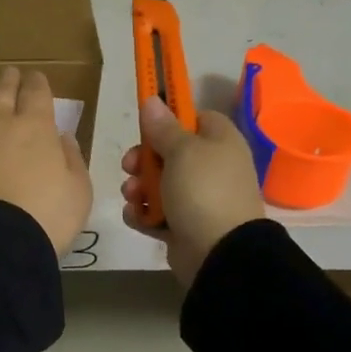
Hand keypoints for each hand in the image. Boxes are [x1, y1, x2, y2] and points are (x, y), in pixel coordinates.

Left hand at [0, 59, 92, 256]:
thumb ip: (71, 159)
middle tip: (9, 72)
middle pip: (2, 93)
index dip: (37, 83)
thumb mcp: (78, 190)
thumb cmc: (47, 218)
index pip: (37, 95)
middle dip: (8, 80)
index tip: (36, 78)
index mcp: (36, 128)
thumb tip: (62, 137)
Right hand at [121, 96, 264, 286]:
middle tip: (130, 165)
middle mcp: (211, 167)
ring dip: (138, 188)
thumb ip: (163, 127)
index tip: (146, 125)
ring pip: (158, 183)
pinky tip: (136, 216)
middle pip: (169, 152)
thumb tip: (153, 99)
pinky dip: (143, 213)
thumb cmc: (203, 190)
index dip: (170, 119)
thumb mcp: (182, 151)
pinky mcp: (183, 225)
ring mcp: (198, 198)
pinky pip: (156, 212)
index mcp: (220, 142)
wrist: (220, 252)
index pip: (195, 118)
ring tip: (133, 196)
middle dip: (143, 159)